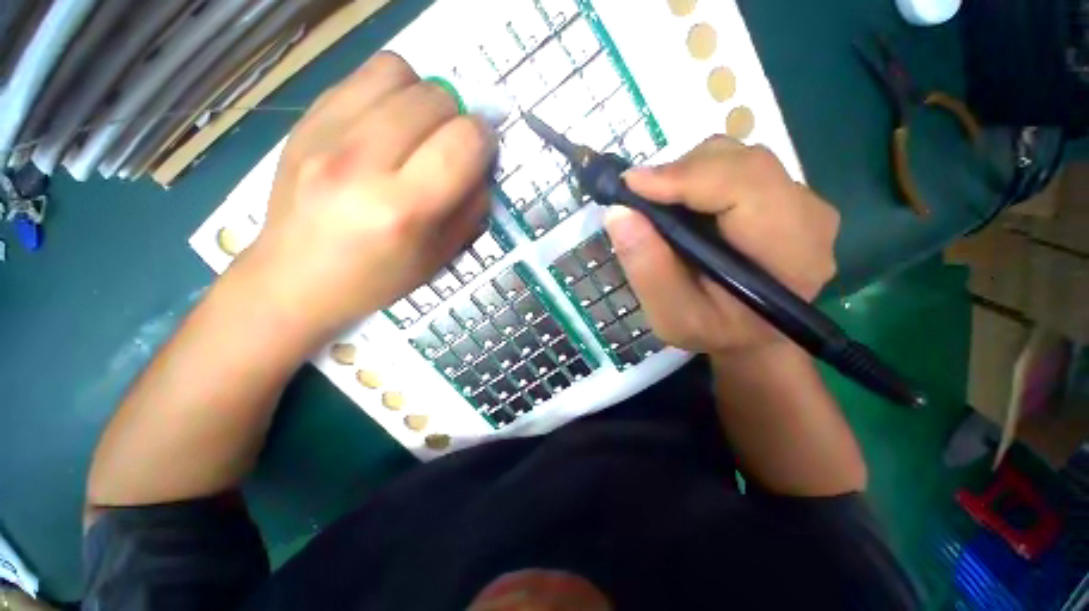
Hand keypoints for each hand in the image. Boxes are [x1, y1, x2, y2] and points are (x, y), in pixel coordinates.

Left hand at [243, 52, 496, 339]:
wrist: (296, 278)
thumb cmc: (379, 278)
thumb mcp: (441, 256)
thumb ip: (472, 207)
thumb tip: (482, 164)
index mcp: (404, 209)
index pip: (463, 142)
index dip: (484, 141)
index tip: (482, 153)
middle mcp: (362, 163)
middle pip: (435, 99)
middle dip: (458, 119)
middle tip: (449, 146)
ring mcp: (326, 133)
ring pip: (399, 72)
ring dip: (424, 97)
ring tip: (418, 128)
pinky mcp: (305, 119)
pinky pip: (364, 75)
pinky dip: (390, 90)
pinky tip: (387, 123)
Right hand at [604, 136, 838, 354]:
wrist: (749, 334)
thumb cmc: (713, 331)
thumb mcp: (672, 316)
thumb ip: (648, 269)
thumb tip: (619, 213)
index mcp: (791, 253)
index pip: (745, 186)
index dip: (685, 177)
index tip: (631, 186)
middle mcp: (808, 216)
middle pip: (742, 162)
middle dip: (680, 173)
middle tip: (639, 201)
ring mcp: (801, 200)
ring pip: (737, 157)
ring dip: (687, 174)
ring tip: (658, 206)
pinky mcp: (784, 194)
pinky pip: (736, 166)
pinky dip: (697, 178)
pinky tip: (681, 206)